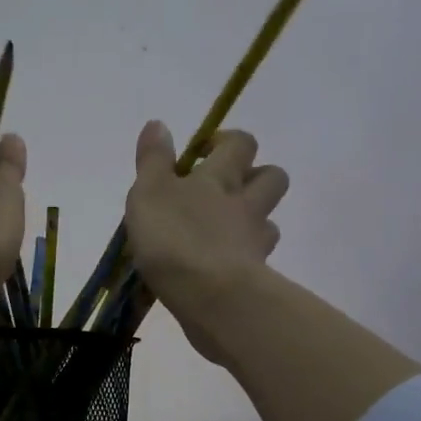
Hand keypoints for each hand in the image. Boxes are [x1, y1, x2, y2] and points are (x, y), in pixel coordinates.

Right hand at [124, 121, 287, 363]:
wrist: (210, 296)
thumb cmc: (174, 237)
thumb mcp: (149, 192)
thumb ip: (153, 159)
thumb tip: (159, 124)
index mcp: (220, 178)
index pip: (239, 144)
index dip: (226, 141)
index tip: (203, 152)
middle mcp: (246, 204)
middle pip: (271, 177)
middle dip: (254, 176)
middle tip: (224, 189)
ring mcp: (255, 241)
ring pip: (268, 221)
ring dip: (253, 220)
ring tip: (225, 232)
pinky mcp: (257, 276)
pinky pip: (259, 260)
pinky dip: (245, 258)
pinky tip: (224, 267)